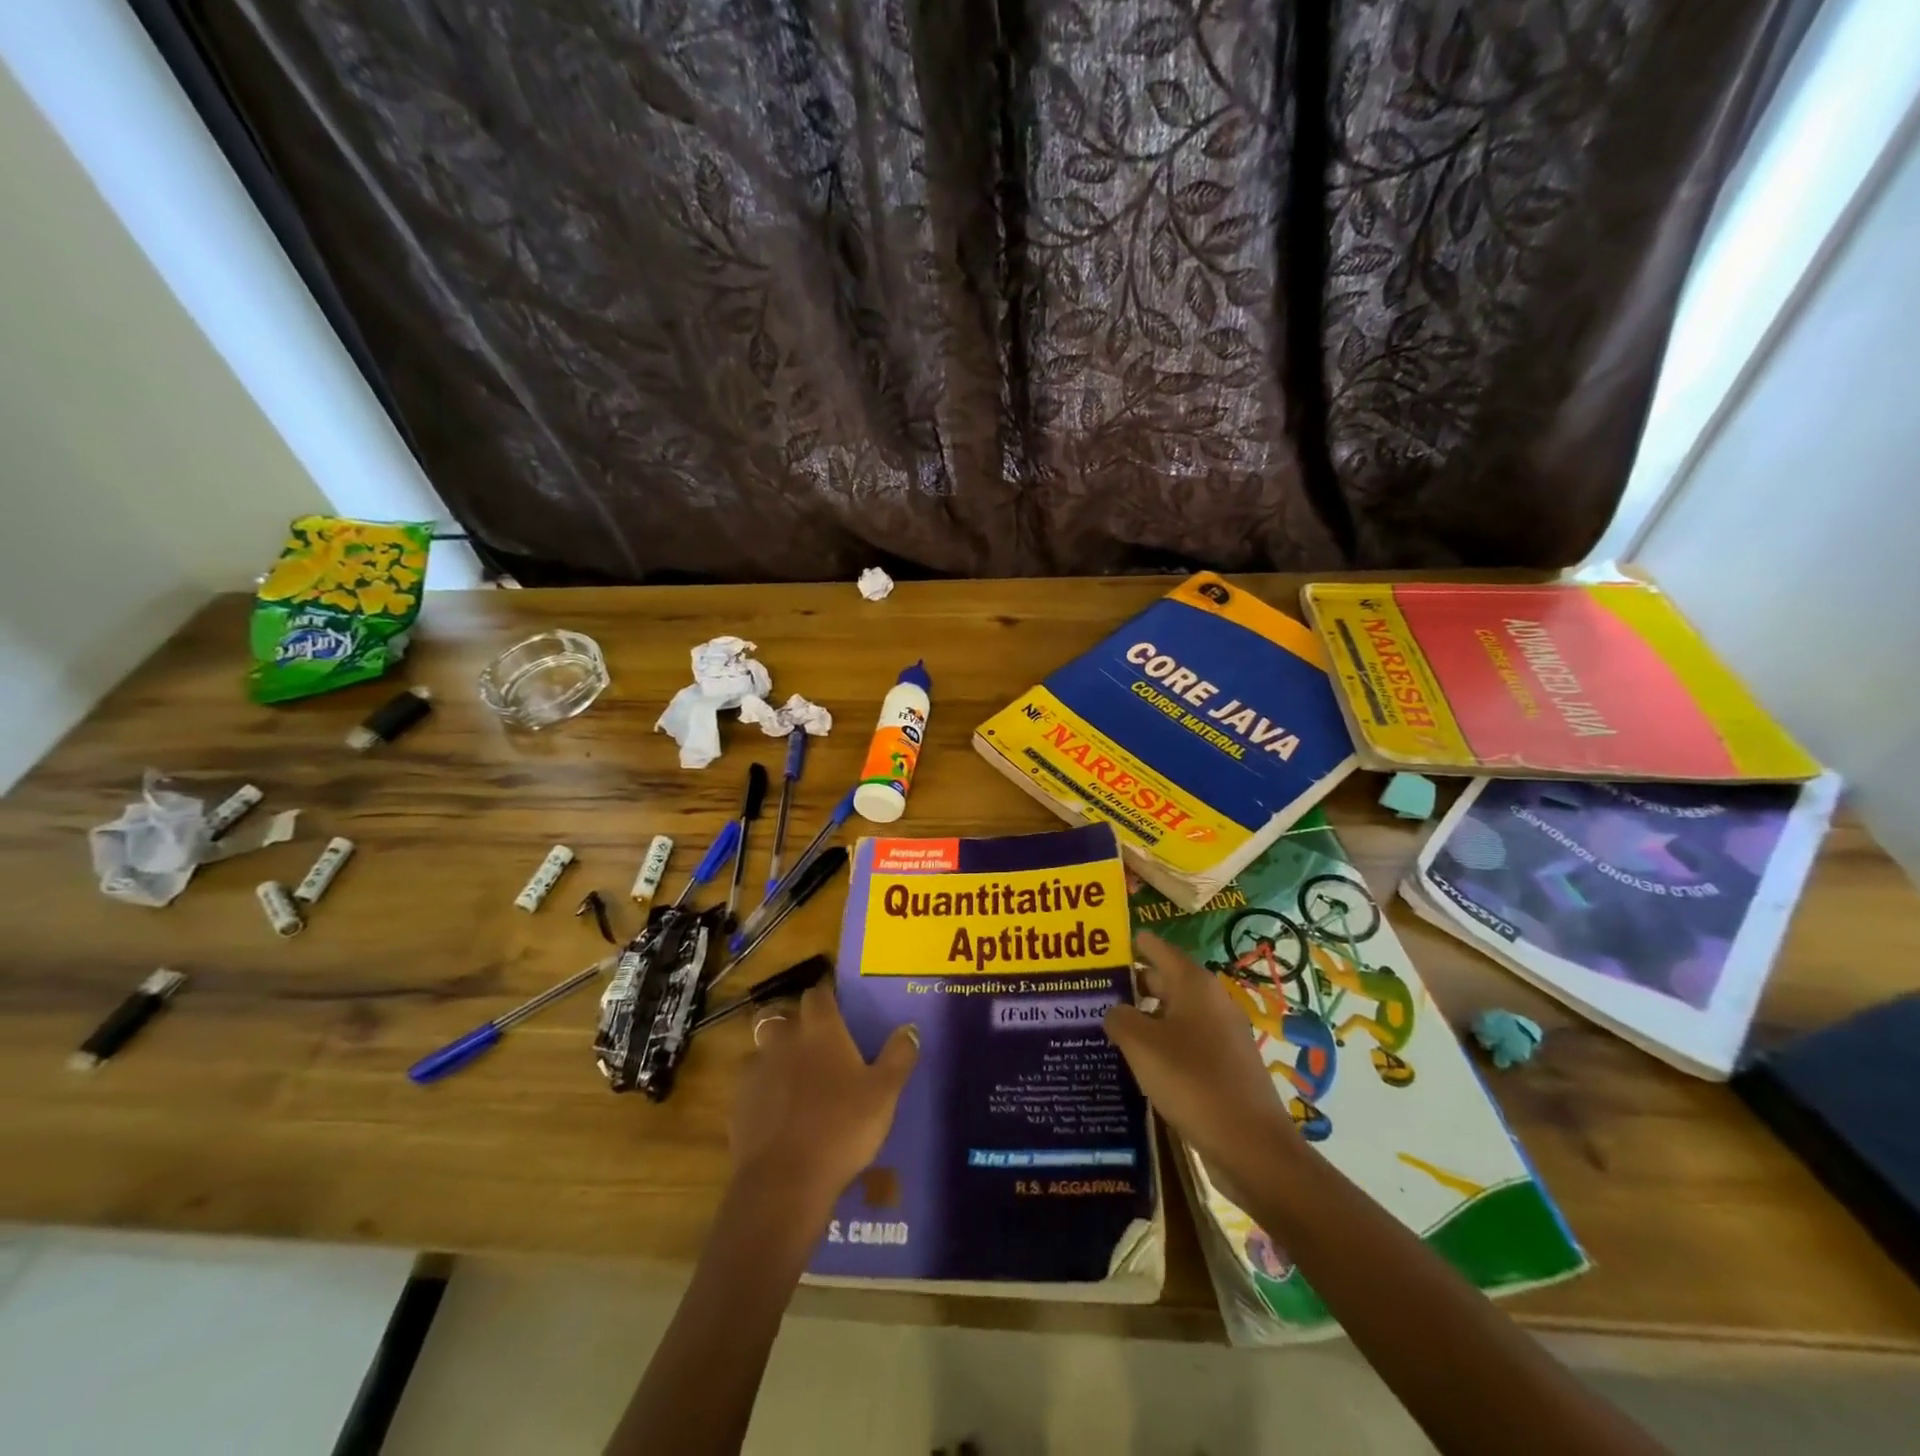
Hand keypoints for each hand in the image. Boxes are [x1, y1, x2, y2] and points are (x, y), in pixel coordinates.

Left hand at [728, 982, 918, 1218]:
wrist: (784, 1181)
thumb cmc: (842, 1127)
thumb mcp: (884, 1093)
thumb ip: (898, 1056)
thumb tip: (909, 1028)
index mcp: (820, 1030)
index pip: (818, 994)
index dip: (826, 995)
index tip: (835, 1002)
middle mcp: (784, 1039)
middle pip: (780, 1014)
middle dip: (793, 1021)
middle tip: (811, 1039)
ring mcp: (756, 1070)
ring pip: (760, 1047)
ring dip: (773, 1053)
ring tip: (790, 1074)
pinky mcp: (737, 1102)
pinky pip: (749, 1083)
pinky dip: (760, 1088)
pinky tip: (774, 1109)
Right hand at [1103, 932, 1298, 1189]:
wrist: (1252, 1147)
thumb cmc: (1193, 1082)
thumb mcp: (1142, 1046)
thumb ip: (1120, 1019)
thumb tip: (1115, 1011)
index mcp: (1194, 984)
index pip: (1157, 948)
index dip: (1131, 944)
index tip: (1102, 946)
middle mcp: (1210, 1002)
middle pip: (1164, 980)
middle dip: (1131, 984)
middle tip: (1092, 990)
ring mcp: (1221, 1035)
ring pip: (1172, 1015)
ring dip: (1143, 1018)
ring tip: (1106, 1026)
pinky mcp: (1224, 1067)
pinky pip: (1184, 1043)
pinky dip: (1160, 1045)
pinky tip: (1136, 1063)